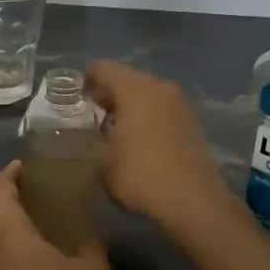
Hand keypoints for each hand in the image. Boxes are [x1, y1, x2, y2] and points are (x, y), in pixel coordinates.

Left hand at [0, 162, 116, 269]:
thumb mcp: (93, 268)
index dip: (13, 173)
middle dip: (13, 198)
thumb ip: (87, 239)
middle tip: (45, 192)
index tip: (32, 166)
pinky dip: (10, 250)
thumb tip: (83, 231)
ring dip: (11, 226)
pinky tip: (38, 258)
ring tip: (44, 222)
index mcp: (4, 232)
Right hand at [85, 60, 236, 231]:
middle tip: (91, 116)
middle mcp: (160, 87)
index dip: (86, 80)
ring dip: (129, 107)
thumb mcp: (102, 162)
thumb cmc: (141, 175)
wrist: (194, 201)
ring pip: (147, 95)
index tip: (75, 99)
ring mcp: (180, 104)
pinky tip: (138, 142)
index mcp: (135, 88)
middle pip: (127, 79)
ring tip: (113, 132)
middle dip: (108, 95)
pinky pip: (162, 111)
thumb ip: (93, 140)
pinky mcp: (192, 123)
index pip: (103, 68)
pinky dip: (147, 119)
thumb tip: (94, 134)